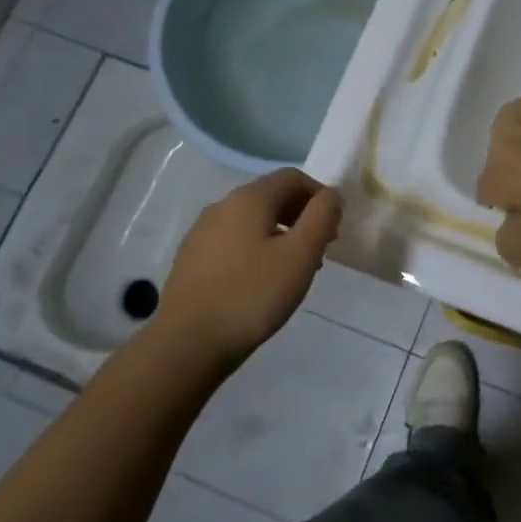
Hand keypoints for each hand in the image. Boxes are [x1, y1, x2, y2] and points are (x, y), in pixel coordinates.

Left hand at [157, 169, 341, 367]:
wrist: (187, 344)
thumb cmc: (252, 295)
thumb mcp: (300, 255)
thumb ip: (322, 217)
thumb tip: (331, 194)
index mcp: (249, 199)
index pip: (292, 177)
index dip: (320, 196)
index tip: (333, 230)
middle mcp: (221, 206)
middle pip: (271, 196)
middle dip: (301, 216)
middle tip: (318, 250)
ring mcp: (201, 232)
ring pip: (252, 220)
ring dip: (280, 234)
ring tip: (293, 270)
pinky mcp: (191, 258)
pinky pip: (233, 241)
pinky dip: (256, 249)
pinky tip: (260, 283)